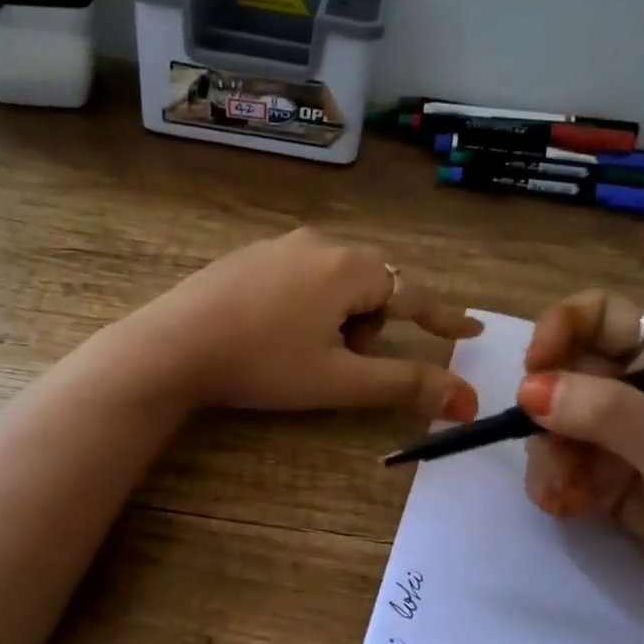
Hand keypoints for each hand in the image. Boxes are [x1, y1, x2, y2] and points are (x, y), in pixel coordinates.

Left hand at [116, 228, 482, 417]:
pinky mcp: (247, 257)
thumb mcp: (338, 380)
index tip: (470, 331)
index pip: (413, 294)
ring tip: (303, 351)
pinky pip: (300, 276)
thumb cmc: (263, 364)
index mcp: (348, 269)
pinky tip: (273, 332)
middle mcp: (318, 244)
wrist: (172, 346)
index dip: (444, 318)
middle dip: (372, 325)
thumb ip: (404, 385)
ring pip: (335, 281)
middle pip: (372, 285)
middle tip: (344, 360)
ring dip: (338, 317)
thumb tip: (466, 400)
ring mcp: (278, 245)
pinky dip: (306, 305)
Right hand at [517, 291, 643, 643]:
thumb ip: (607, 414)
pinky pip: (562, 464)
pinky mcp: (610, 477)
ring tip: (564, 494)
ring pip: (555, 422)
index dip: (558, 330)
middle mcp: (643, 388)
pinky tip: (568, 508)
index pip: (599, 315)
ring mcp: (624, 435)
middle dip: (547, 413)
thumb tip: (528, 389)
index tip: (533, 372)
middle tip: (552, 452)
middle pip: (565, 373)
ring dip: (548, 457)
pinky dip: (556, 484)